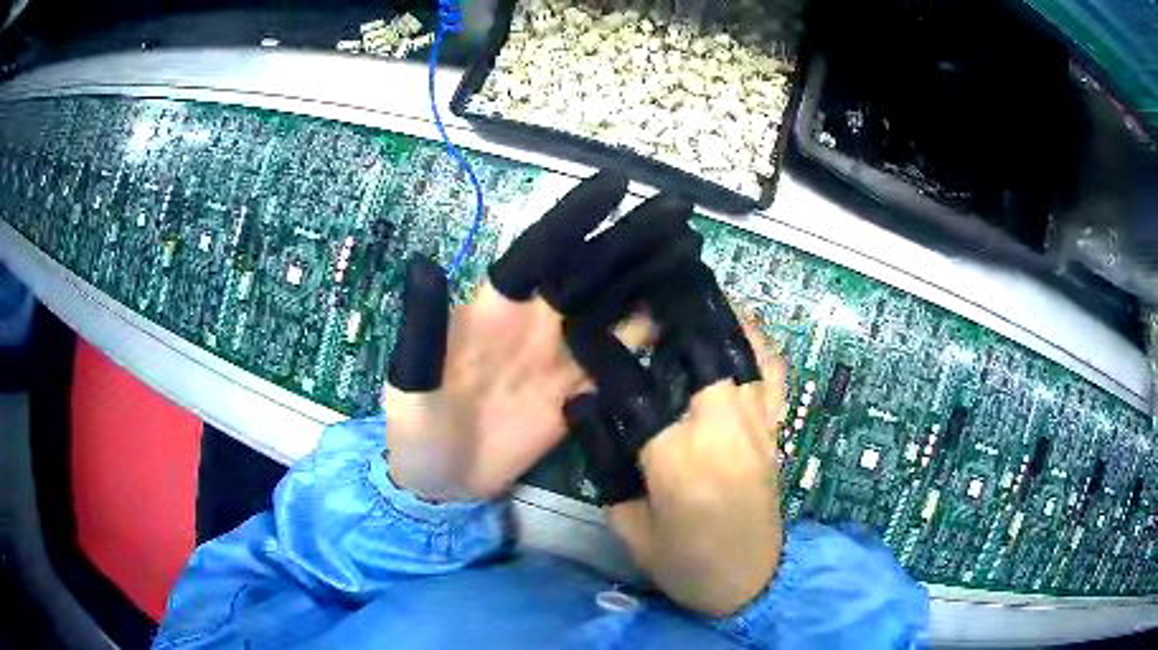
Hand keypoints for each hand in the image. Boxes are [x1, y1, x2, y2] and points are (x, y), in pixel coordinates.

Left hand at [383, 172, 699, 501]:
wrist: (443, 482)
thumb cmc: (416, 428)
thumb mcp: (408, 379)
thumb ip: (422, 328)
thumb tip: (421, 263)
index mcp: (496, 307)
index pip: (543, 248)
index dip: (577, 214)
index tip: (618, 182)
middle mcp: (537, 320)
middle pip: (593, 269)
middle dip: (635, 237)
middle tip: (681, 211)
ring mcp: (562, 356)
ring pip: (615, 306)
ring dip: (652, 277)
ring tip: (693, 253)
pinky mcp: (579, 390)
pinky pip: (620, 355)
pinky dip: (651, 334)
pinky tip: (681, 314)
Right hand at [565, 265, 787, 617]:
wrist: (751, 582)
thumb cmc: (685, 563)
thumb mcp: (628, 526)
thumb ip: (606, 465)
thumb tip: (589, 407)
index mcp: (678, 460)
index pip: (634, 389)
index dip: (604, 353)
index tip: (583, 326)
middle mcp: (725, 430)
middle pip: (702, 350)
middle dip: (675, 308)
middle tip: (647, 281)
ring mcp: (759, 426)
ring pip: (742, 351)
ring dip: (717, 313)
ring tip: (692, 286)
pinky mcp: (776, 430)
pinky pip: (774, 374)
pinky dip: (760, 341)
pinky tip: (743, 321)